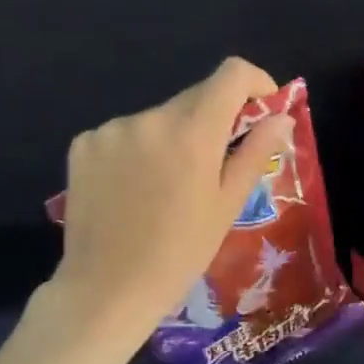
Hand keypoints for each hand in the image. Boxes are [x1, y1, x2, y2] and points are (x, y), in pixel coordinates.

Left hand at [49, 57, 293, 344]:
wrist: (106, 290)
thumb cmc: (179, 255)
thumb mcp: (226, 207)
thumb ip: (254, 152)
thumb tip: (280, 116)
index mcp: (192, 133)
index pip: (232, 74)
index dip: (255, 82)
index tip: (261, 108)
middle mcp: (150, 118)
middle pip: (194, 98)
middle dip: (213, 120)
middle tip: (214, 165)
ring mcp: (111, 129)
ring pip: (158, 119)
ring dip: (171, 138)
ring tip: (165, 188)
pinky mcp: (83, 144)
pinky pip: (123, 134)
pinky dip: (136, 150)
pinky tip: (131, 190)